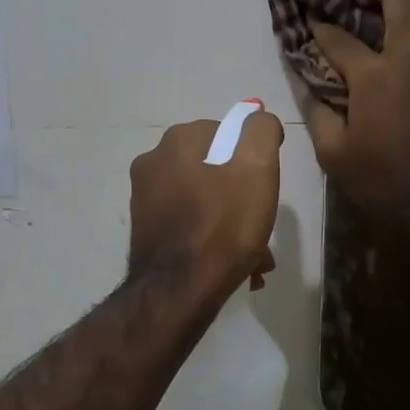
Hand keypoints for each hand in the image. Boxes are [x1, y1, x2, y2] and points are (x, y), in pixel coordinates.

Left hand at [127, 112, 283, 299]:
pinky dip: (210, 237)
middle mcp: (153, 162)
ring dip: (229, 221)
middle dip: (241, 195)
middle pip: (214, 169)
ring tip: (253, 255)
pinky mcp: (144, 230)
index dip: (252, 159)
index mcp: (178, 141)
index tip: (265, 188)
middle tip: (261, 224)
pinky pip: (187, 224)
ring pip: (203, 200)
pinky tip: (231, 265)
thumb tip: (257, 117)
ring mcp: (144, 198)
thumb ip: (261, 131)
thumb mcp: (257, 168)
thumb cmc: (224, 226)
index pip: (228, 133)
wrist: (179, 291)